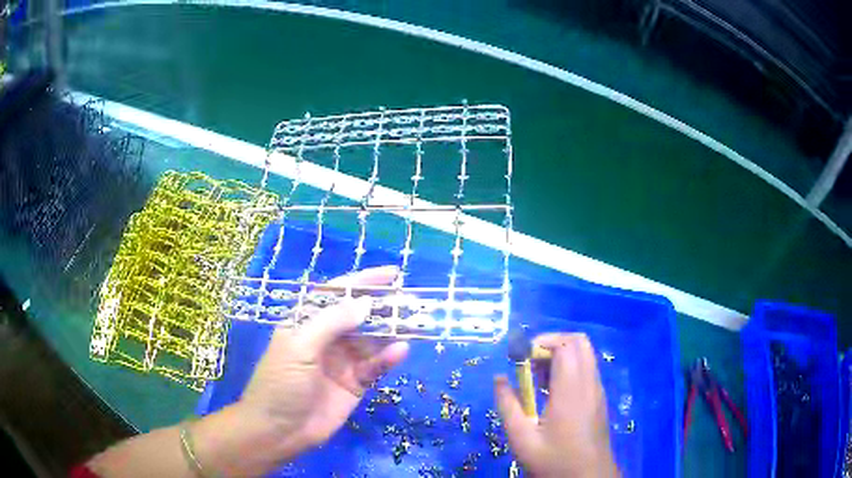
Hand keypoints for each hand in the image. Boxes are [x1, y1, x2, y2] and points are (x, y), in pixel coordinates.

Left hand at [238, 266, 409, 459]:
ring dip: (391, 331)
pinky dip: (388, 358)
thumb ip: (332, 323)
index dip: (362, 282)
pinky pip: (374, 367)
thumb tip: (365, 301)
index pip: (336, 294)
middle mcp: (326, 338)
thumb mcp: (300, 347)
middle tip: (412, 299)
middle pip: (358, 316)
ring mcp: (342, 361)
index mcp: (306, 322)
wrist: (279, 431)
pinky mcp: (354, 384)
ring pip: (371, 340)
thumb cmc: (280, 384)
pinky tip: (401, 351)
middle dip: (383, 306)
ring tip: (416, 322)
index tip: (391, 274)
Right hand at [494, 333, 617, 477]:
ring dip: (561, 356)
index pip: (565, 345)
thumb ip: (508, 406)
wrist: (589, 477)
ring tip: (537, 379)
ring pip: (585, 355)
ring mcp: (597, 390)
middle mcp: (589, 383)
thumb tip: (499, 379)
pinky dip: (569, 368)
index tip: (520, 358)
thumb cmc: (555, 460)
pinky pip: (586, 370)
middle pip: (579, 342)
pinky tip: (551, 393)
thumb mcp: (522, 439)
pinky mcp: (599, 399)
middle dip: (552, 343)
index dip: (541, 343)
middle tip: (530, 363)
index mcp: (572, 390)